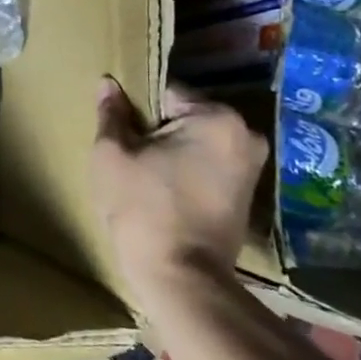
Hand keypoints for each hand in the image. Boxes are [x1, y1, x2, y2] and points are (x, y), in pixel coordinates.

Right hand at [90, 77, 267, 289]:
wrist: (179, 276)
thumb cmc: (142, 207)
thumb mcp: (112, 154)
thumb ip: (111, 114)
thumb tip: (108, 83)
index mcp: (217, 118)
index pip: (166, 93)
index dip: (136, 110)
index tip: (121, 131)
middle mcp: (246, 135)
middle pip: (185, 116)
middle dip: (157, 129)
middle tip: (130, 153)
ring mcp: (252, 167)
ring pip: (197, 142)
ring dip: (172, 150)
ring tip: (144, 172)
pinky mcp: (247, 194)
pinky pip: (209, 165)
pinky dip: (187, 170)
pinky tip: (164, 189)